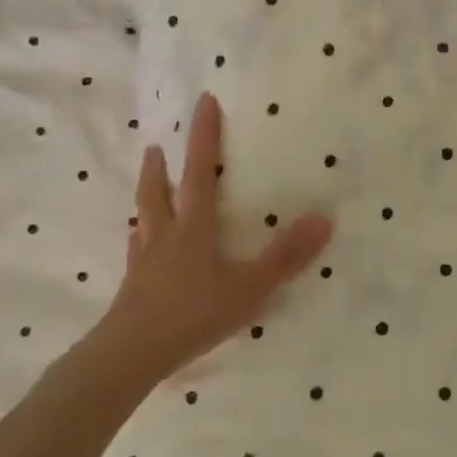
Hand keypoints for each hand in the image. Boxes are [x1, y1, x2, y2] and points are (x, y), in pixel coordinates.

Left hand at [100, 90, 334, 378]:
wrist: (131, 355)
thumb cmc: (193, 315)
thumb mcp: (249, 287)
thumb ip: (286, 255)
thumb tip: (324, 219)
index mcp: (194, 228)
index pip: (200, 172)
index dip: (204, 136)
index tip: (204, 101)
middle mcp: (165, 236)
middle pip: (159, 191)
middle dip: (162, 166)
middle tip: (157, 144)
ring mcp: (145, 261)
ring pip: (144, 217)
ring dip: (147, 193)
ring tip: (147, 178)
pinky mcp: (134, 286)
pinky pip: (136, 250)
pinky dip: (139, 236)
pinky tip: (137, 241)